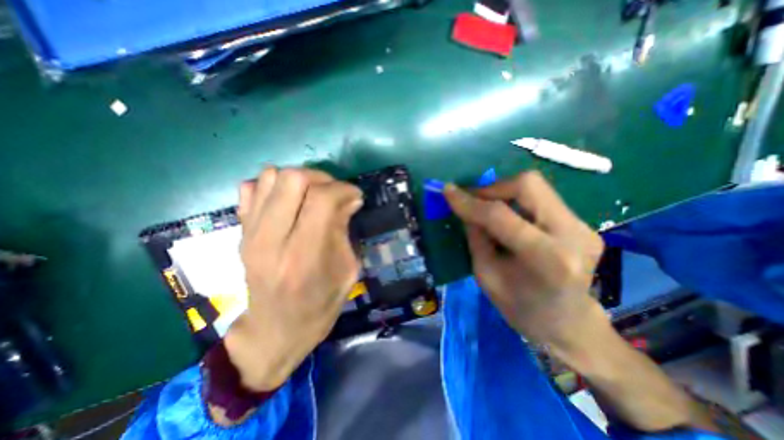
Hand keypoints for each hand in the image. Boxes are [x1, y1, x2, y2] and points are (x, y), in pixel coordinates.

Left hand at [226, 167, 362, 391]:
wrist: (275, 330)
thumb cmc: (320, 305)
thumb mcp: (347, 272)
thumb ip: (344, 230)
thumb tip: (348, 199)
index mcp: (304, 256)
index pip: (322, 199)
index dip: (344, 189)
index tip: (355, 196)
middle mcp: (272, 240)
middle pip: (294, 179)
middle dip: (322, 178)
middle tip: (335, 193)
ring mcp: (250, 234)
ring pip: (272, 177)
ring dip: (300, 180)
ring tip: (313, 196)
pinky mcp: (240, 233)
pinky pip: (251, 188)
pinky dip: (274, 186)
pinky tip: (289, 203)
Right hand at [447, 170, 604, 350]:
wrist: (569, 323)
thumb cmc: (521, 309)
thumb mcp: (486, 275)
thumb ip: (475, 237)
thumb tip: (465, 207)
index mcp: (546, 258)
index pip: (500, 216)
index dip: (470, 201)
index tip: (447, 191)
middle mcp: (572, 234)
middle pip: (527, 185)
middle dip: (491, 188)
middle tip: (472, 200)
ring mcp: (582, 225)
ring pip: (534, 186)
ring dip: (502, 192)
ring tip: (485, 208)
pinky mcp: (582, 222)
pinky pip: (540, 197)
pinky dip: (515, 200)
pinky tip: (507, 217)